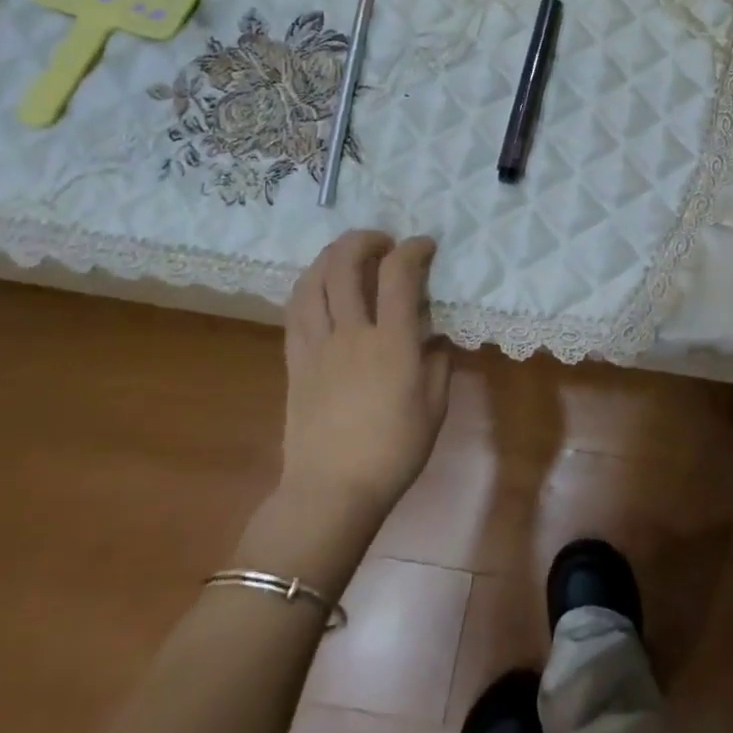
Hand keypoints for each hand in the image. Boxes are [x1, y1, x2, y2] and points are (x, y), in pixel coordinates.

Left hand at [279, 230, 450, 520]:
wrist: (331, 491)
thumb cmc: (393, 452)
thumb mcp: (435, 407)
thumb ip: (438, 361)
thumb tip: (434, 334)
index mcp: (392, 343)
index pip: (399, 275)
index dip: (413, 249)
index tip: (425, 246)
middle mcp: (351, 333)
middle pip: (346, 265)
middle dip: (365, 240)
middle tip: (383, 242)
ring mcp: (317, 345)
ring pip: (314, 280)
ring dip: (332, 256)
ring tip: (349, 254)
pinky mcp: (295, 361)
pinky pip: (295, 309)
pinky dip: (308, 285)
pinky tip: (320, 284)